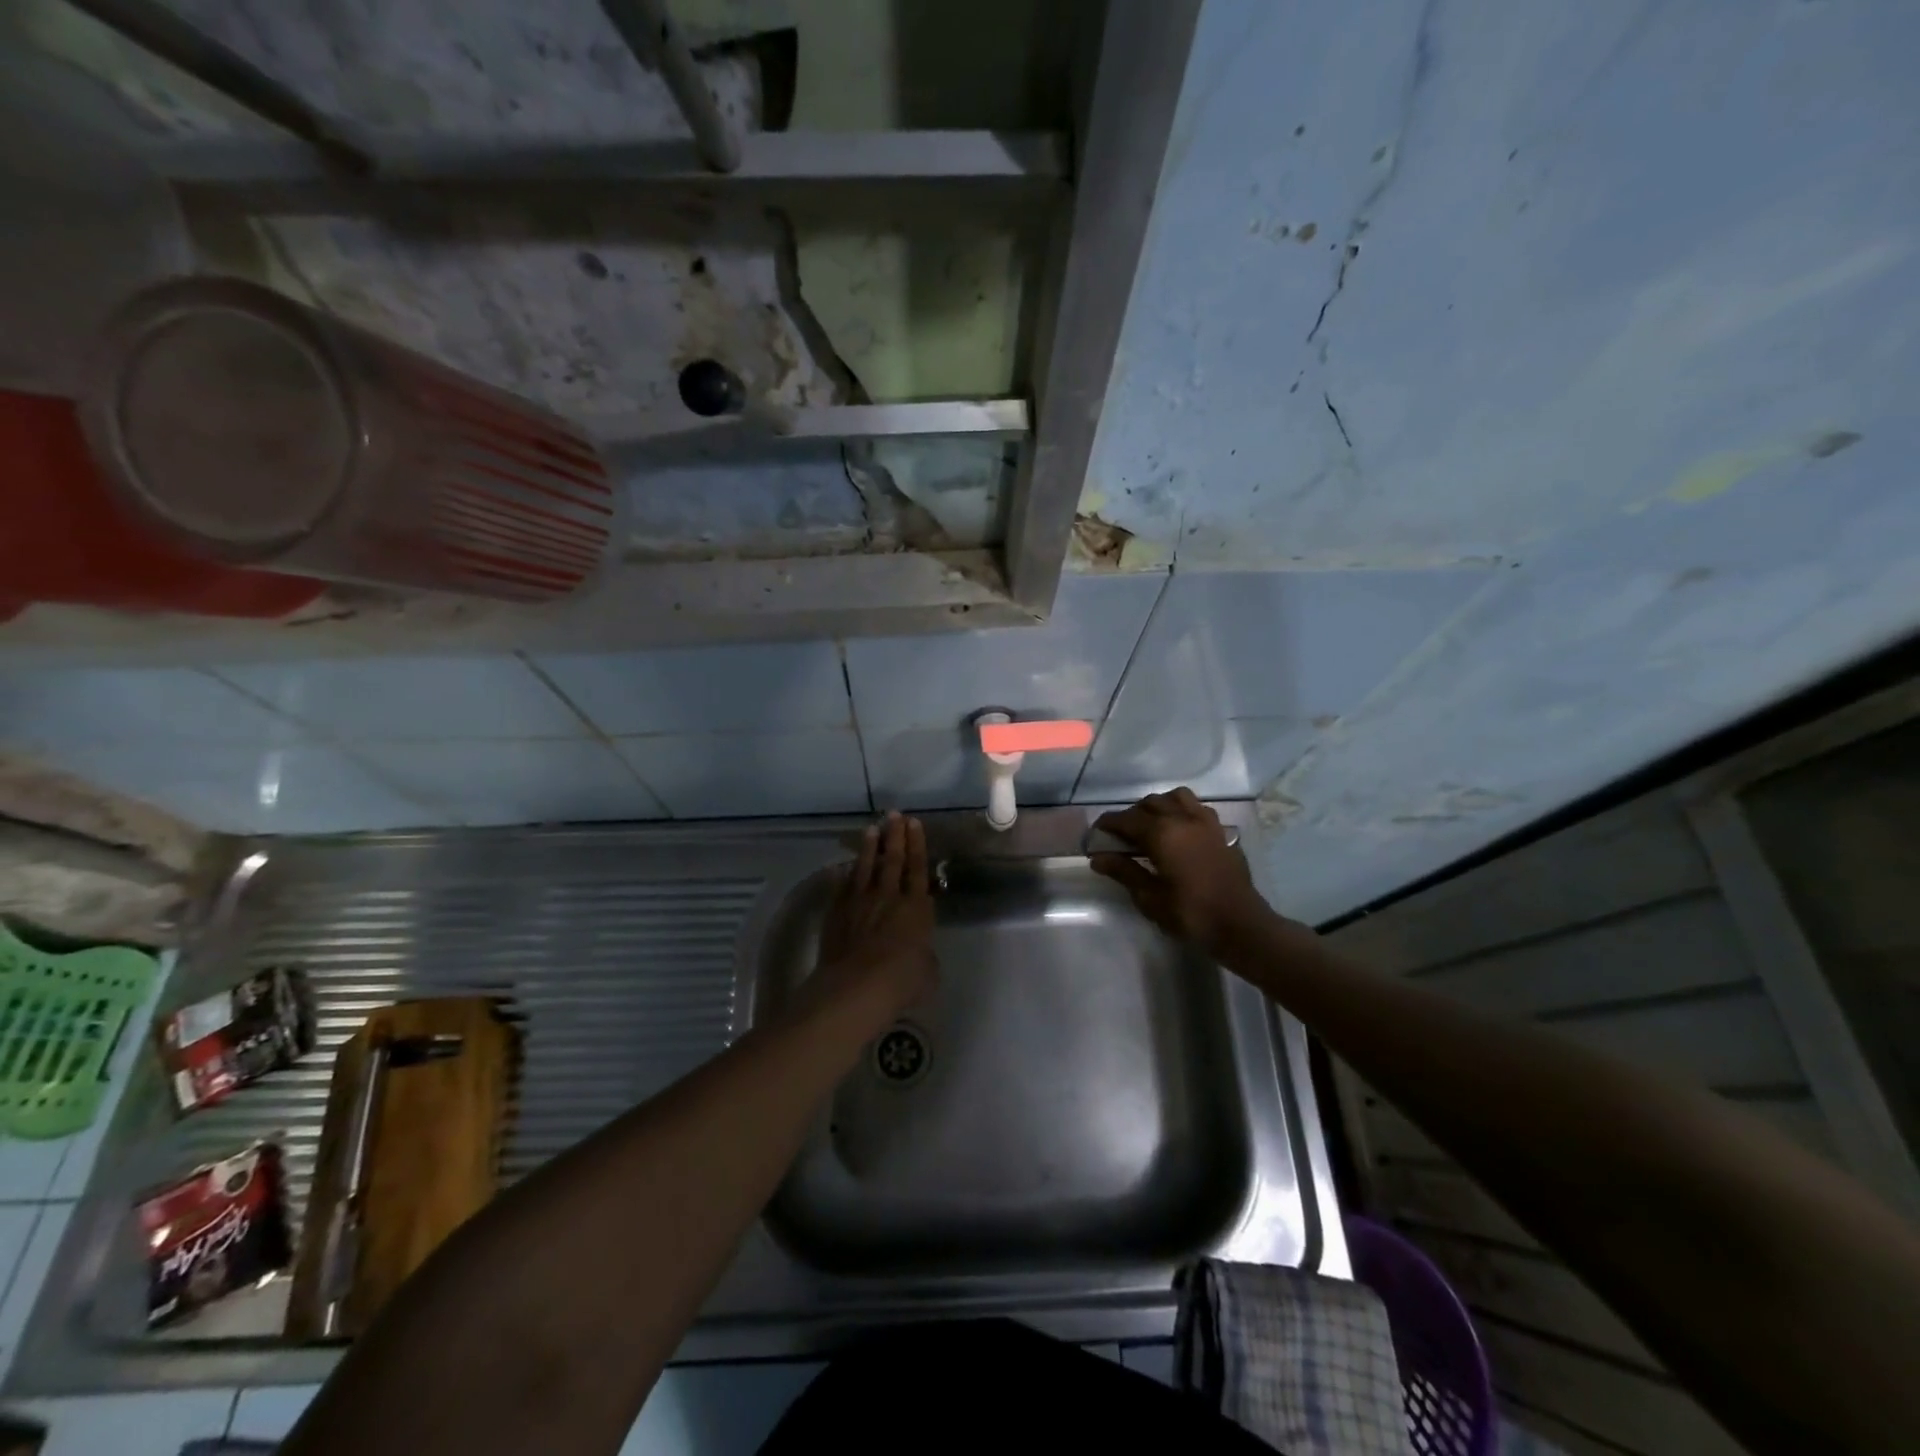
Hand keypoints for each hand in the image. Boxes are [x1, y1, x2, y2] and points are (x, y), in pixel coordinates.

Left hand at [802, 812, 937, 1026]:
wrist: (856, 987)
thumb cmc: (902, 981)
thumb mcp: (928, 971)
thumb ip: (924, 954)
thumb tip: (918, 951)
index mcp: (916, 907)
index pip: (918, 868)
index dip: (917, 845)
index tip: (914, 823)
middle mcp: (888, 897)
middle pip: (892, 860)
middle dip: (895, 835)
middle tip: (894, 815)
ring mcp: (859, 902)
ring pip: (865, 867)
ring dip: (869, 847)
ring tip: (871, 829)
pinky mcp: (836, 913)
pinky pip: (842, 887)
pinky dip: (844, 876)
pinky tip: (842, 867)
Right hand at [1090, 788, 1277, 956]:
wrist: (1240, 925)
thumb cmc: (1190, 914)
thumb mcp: (1150, 897)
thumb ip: (1124, 872)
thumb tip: (1098, 857)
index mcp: (1162, 833)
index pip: (1126, 819)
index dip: (1108, 824)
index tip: (1096, 833)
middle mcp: (1183, 819)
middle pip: (1150, 803)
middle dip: (1131, 815)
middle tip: (1121, 835)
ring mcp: (1206, 823)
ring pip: (1176, 798)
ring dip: (1159, 806)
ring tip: (1151, 825)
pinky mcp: (1221, 832)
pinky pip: (1197, 808)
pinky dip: (1182, 811)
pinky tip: (1180, 831)